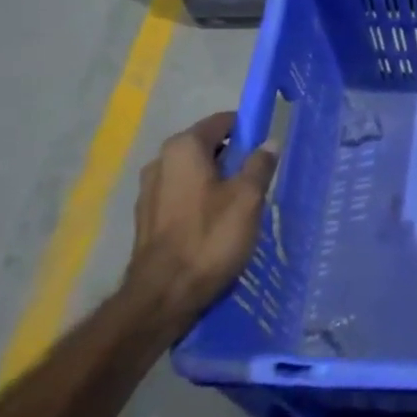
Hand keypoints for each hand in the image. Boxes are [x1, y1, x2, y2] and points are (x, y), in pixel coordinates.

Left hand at [126, 113, 276, 325]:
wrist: (163, 295)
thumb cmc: (210, 238)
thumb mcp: (247, 198)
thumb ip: (259, 165)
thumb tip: (269, 142)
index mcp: (183, 148)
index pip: (222, 122)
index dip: (248, 130)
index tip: (266, 149)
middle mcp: (161, 161)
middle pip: (206, 147)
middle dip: (233, 157)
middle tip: (258, 181)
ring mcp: (149, 190)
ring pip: (194, 173)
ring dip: (217, 181)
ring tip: (240, 206)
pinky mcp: (147, 218)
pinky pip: (181, 196)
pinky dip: (200, 200)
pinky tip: (216, 224)